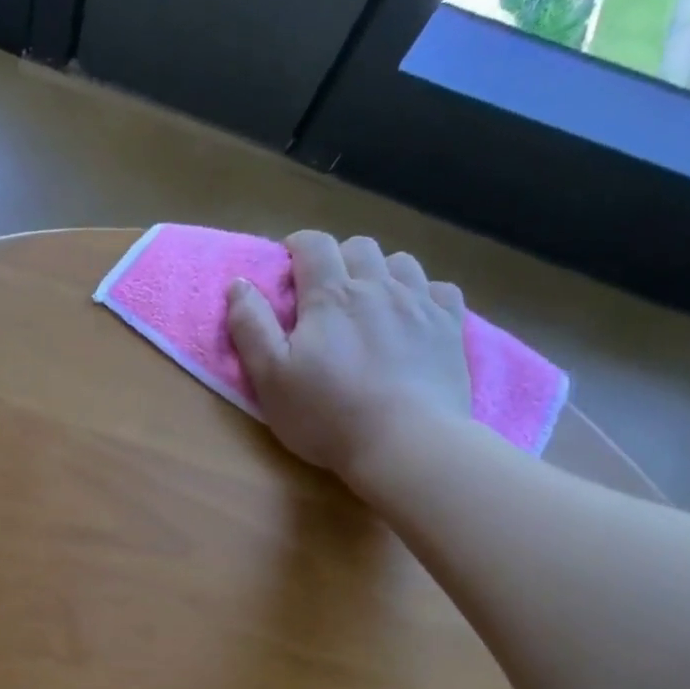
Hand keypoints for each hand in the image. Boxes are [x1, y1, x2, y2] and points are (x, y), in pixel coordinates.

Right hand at [226, 232, 471, 483]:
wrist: (406, 444)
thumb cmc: (326, 413)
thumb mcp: (269, 375)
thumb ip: (250, 325)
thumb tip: (239, 283)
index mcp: (330, 296)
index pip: (313, 245)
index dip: (297, 246)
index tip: (287, 268)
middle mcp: (378, 287)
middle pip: (359, 247)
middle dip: (337, 258)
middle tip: (323, 292)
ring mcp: (420, 305)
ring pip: (401, 262)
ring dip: (380, 272)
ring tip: (368, 302)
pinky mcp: (450, 328)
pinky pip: (441, 289)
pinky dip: (423, 294)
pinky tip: (412, 316)